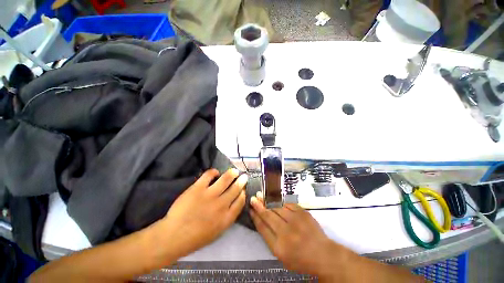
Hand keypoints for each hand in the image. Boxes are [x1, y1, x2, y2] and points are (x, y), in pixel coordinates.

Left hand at [155, 168, 247, 257]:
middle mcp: (221, 205)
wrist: (174, 236)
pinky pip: (209, 175)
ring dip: (232, 173)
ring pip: (226, 179)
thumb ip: (228, 217)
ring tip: (234, 171)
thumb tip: (233, 203)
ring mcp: (209, 195)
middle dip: (242, 181)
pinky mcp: (198, 188)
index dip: (243, 193)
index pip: (240, 201)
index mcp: (227, 217)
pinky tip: (216, 172)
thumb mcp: (218, 231)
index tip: (243, 189)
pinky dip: (214, 171)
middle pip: (236, 189)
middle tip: (244, 176)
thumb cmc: (196, 237)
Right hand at [249, 193, 342, 278]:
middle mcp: (286, 232)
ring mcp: (295, 220)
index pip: (262, 228)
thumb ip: (270, 238)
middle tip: (253, 198)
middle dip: (259, 206)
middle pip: (268, 215)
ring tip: (261, 195)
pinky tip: (277, 201)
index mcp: (279, 247)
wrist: (323, 254)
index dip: (255, 217)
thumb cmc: (300, 259)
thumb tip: (261, 221)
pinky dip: (281, 203)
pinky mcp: (303, 213)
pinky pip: (288, 204)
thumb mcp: (281, 255)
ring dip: (268, 202)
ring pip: (277, 207)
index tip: (250, 209)